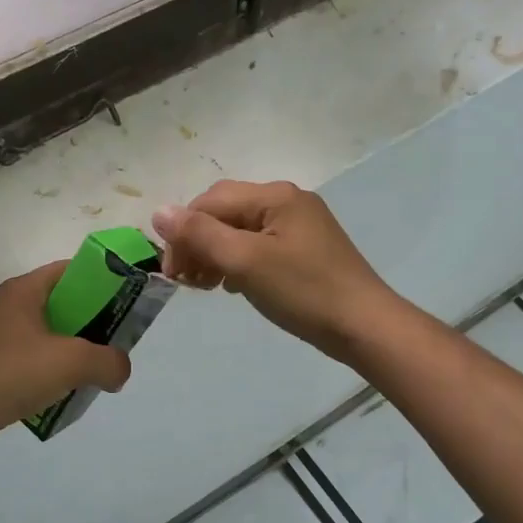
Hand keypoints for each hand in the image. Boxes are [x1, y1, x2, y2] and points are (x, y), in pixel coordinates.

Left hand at [0, 262, 132, 449]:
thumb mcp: (73, 362)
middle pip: (55, 303)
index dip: (96, 280)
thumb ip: (108, 362)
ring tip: (88, 369)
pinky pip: (23, 359)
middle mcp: (3, 305)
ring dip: (64, 348)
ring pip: (39, 334)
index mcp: (21, 291)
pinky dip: (43, 369)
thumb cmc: (15, 372)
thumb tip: (119, 370)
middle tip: (110, 339)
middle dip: (85, 320)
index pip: (66, 271)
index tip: (120, 299)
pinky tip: (57, 391)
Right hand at [152, 181, 398, 362]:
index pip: (210, 202)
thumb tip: (159, 211)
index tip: (173, 274)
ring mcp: (298, 225)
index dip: (183, 234)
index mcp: (274, 196)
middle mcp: (287, 201)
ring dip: (214, 254)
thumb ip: (200, 234)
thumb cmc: (303, 291)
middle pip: (224, 212)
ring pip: (239, 230)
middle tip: (186, 281)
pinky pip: (258, 246)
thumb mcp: (245, 261)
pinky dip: (237, 262)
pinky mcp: (304, 250)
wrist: (364, 326)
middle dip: (198, 243)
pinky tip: (233, 286)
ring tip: (205, 286)